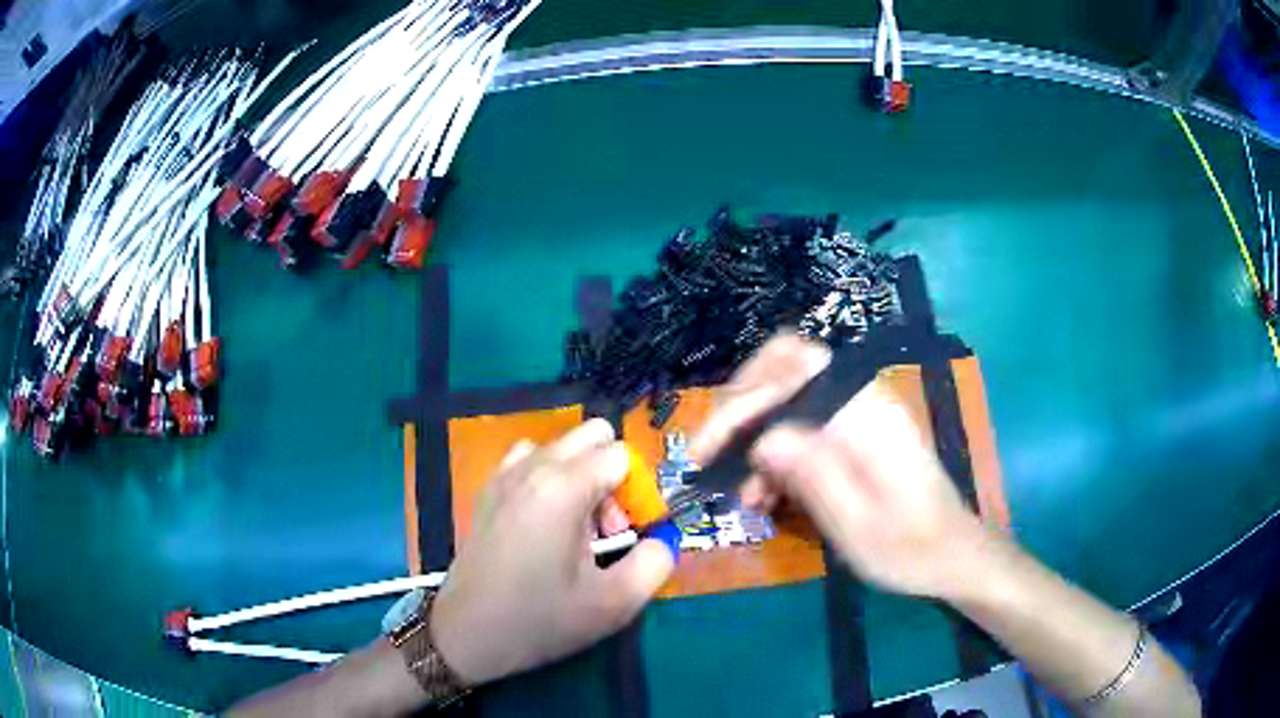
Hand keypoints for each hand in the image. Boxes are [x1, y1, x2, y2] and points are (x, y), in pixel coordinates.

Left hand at [430, 419, 675, 685]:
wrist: (468, 634)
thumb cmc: (540, 619)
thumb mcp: (615, 603)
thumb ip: (657, 561)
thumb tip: (662, 538)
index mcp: (562, 487)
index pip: (622, 456)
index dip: (638, 493)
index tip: (628, 536)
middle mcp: (531, 467)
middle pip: (593, 436)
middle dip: (612, 477)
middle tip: (606, 531)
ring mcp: (504, 474)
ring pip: (562, 447)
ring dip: (581, 477)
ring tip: (575, 530)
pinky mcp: (489, 489)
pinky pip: (531, 460)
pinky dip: (550, 479)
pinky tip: (546, 524)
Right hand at [692, 333, 989, 599]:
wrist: (954, 555)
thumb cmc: (910, 549)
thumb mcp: (857, 524)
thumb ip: (813, 474)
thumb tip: (760, 437)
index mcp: (866, 414)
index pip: (791, 370)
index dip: (742, 401)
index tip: (708, 451)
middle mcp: (862, 400)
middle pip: (786, 368)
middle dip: (741, 409)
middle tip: (713, 457)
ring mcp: (860, 415)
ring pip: (790, 396)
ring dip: (756, 435)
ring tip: (741, 492)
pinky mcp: (856, 435)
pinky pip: (804, 425)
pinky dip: (778, 454)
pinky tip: (765, 495)